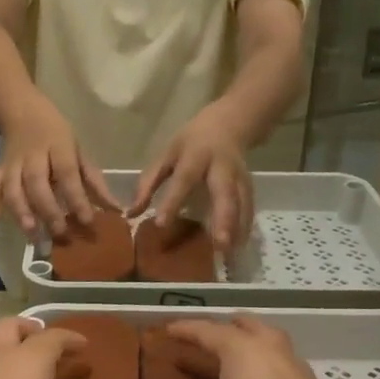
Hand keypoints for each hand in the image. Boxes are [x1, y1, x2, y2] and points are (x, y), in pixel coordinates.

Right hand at [0, 101, 120, 239]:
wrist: (21, 110)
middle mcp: (33, 155)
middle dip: (48, 210)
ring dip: (21, 211)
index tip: (86, 220)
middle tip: (60, 233)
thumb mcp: (79, 150)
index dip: (76, 198)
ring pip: (13, 187)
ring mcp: (12, 161)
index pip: (67, 174)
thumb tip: (115, 209)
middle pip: (38, 183)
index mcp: (58, 146)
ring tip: (32, 234)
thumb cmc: (56, 134)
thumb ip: (94, 181)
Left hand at [129, 104, 253, 249]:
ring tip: (229, 254)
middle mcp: (221, 167)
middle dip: (224, 219)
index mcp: (196, 156)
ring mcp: (239, 176)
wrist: (227, 124)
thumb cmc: (190, 143)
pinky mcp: (249, 186)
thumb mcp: (166, 155)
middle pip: (225, 193)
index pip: (183, 180)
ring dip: (237, 229)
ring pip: (242, 203)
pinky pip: (249, 208)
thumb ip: (148, 184)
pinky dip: (245, 228)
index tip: (161, 224)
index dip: (173, 201)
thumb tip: (130, 214)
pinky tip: (239, 247)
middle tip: (219, 244)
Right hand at [135, 316, 367, 378]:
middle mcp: (275, 354)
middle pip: (250, 326)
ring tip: (233, 370)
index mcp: (244, 351)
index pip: (208, 330)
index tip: (166, 330)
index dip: (184, 329)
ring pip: (275, 349)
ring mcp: (303, 378)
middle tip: (206, 341)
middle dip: (227, 328)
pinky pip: (288, 377)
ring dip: (253, 350)